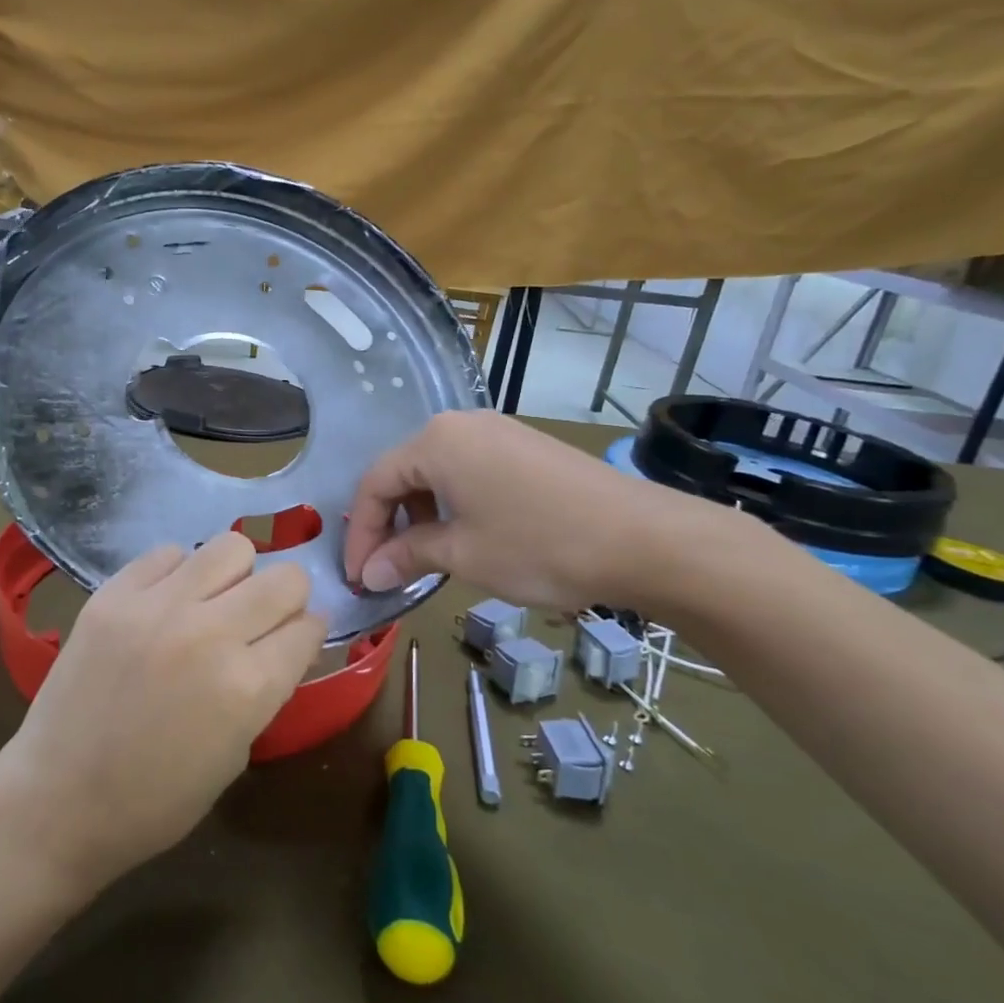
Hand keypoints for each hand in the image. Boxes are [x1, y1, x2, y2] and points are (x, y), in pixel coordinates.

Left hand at [0, 532, 326, 887]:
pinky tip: (166, 604)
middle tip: (262, 618)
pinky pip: (169, 553)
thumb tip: (289, 639)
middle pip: (284, 579)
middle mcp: (210, 634)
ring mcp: (157, 607)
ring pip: (231, 547)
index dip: (309, 633)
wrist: (58, 800)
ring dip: (237, 575)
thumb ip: (266, 688)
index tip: (298, 638)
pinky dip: (179, 574)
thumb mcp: (235, 753)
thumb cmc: (156, 800)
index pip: (308, 628)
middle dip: (287, 598)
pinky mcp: (113, 595)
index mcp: (247, 687)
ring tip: (215, 601)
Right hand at [343, 410, 724, 614]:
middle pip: (402, 473)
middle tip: (385, 569)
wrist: (644, 539)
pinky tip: (463, 536)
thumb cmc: (539, 545)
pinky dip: (452, 504)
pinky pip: (468, 471)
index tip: (359, 578)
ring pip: (436, 472)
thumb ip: (408, 556)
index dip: (360, 534)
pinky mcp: (524, 447)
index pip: (374, 483)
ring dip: (420, 515)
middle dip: (388, 523)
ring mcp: (497, 431)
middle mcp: (460, 424)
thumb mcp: (463, 554)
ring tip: (423, 557)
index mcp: (436, 441)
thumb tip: (370, 574)